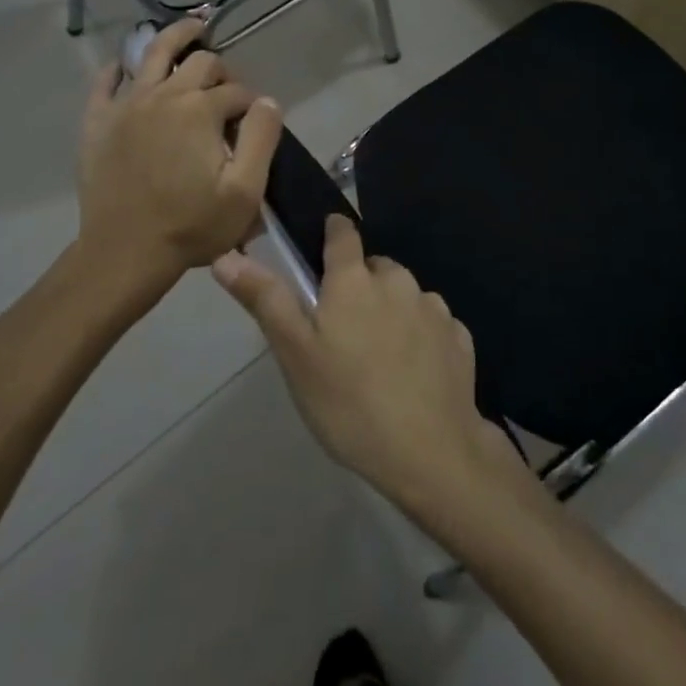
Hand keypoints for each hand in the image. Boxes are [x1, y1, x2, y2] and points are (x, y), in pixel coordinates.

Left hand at [76, 19, 283, 301]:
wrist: (124, 254)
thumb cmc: (191, 226)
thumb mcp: (245, 191)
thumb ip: (262, 138)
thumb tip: (267, 100)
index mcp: (201, 110)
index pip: (237, 91)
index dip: (251, 105)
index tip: (253, 126)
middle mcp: (164, 95)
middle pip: (200, 62)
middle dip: (221, 70)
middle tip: (227, 90)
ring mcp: (127, 104)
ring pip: (153, 53)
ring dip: (176, 37)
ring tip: (192, 28)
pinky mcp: (98, 121)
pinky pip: (105, 83)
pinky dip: (118, 69)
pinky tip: (125, 65)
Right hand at [212, 216, 525, 524]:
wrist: (432, 453)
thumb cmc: (350, 403)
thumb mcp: (295, 355)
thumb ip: (265, 299)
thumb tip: (225, 255)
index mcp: (355, 279)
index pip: (343, 232)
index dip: (332, 234)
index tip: (323, 250)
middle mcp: (398, 280)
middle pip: (374, 268)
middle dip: (358, 286)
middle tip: (341, 332)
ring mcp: (434, 307)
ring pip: (404, 295)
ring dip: (391, 311)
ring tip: (377, 358)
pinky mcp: (459, 336)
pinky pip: (432, 324)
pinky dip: (420, 337)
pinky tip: (412, 374)